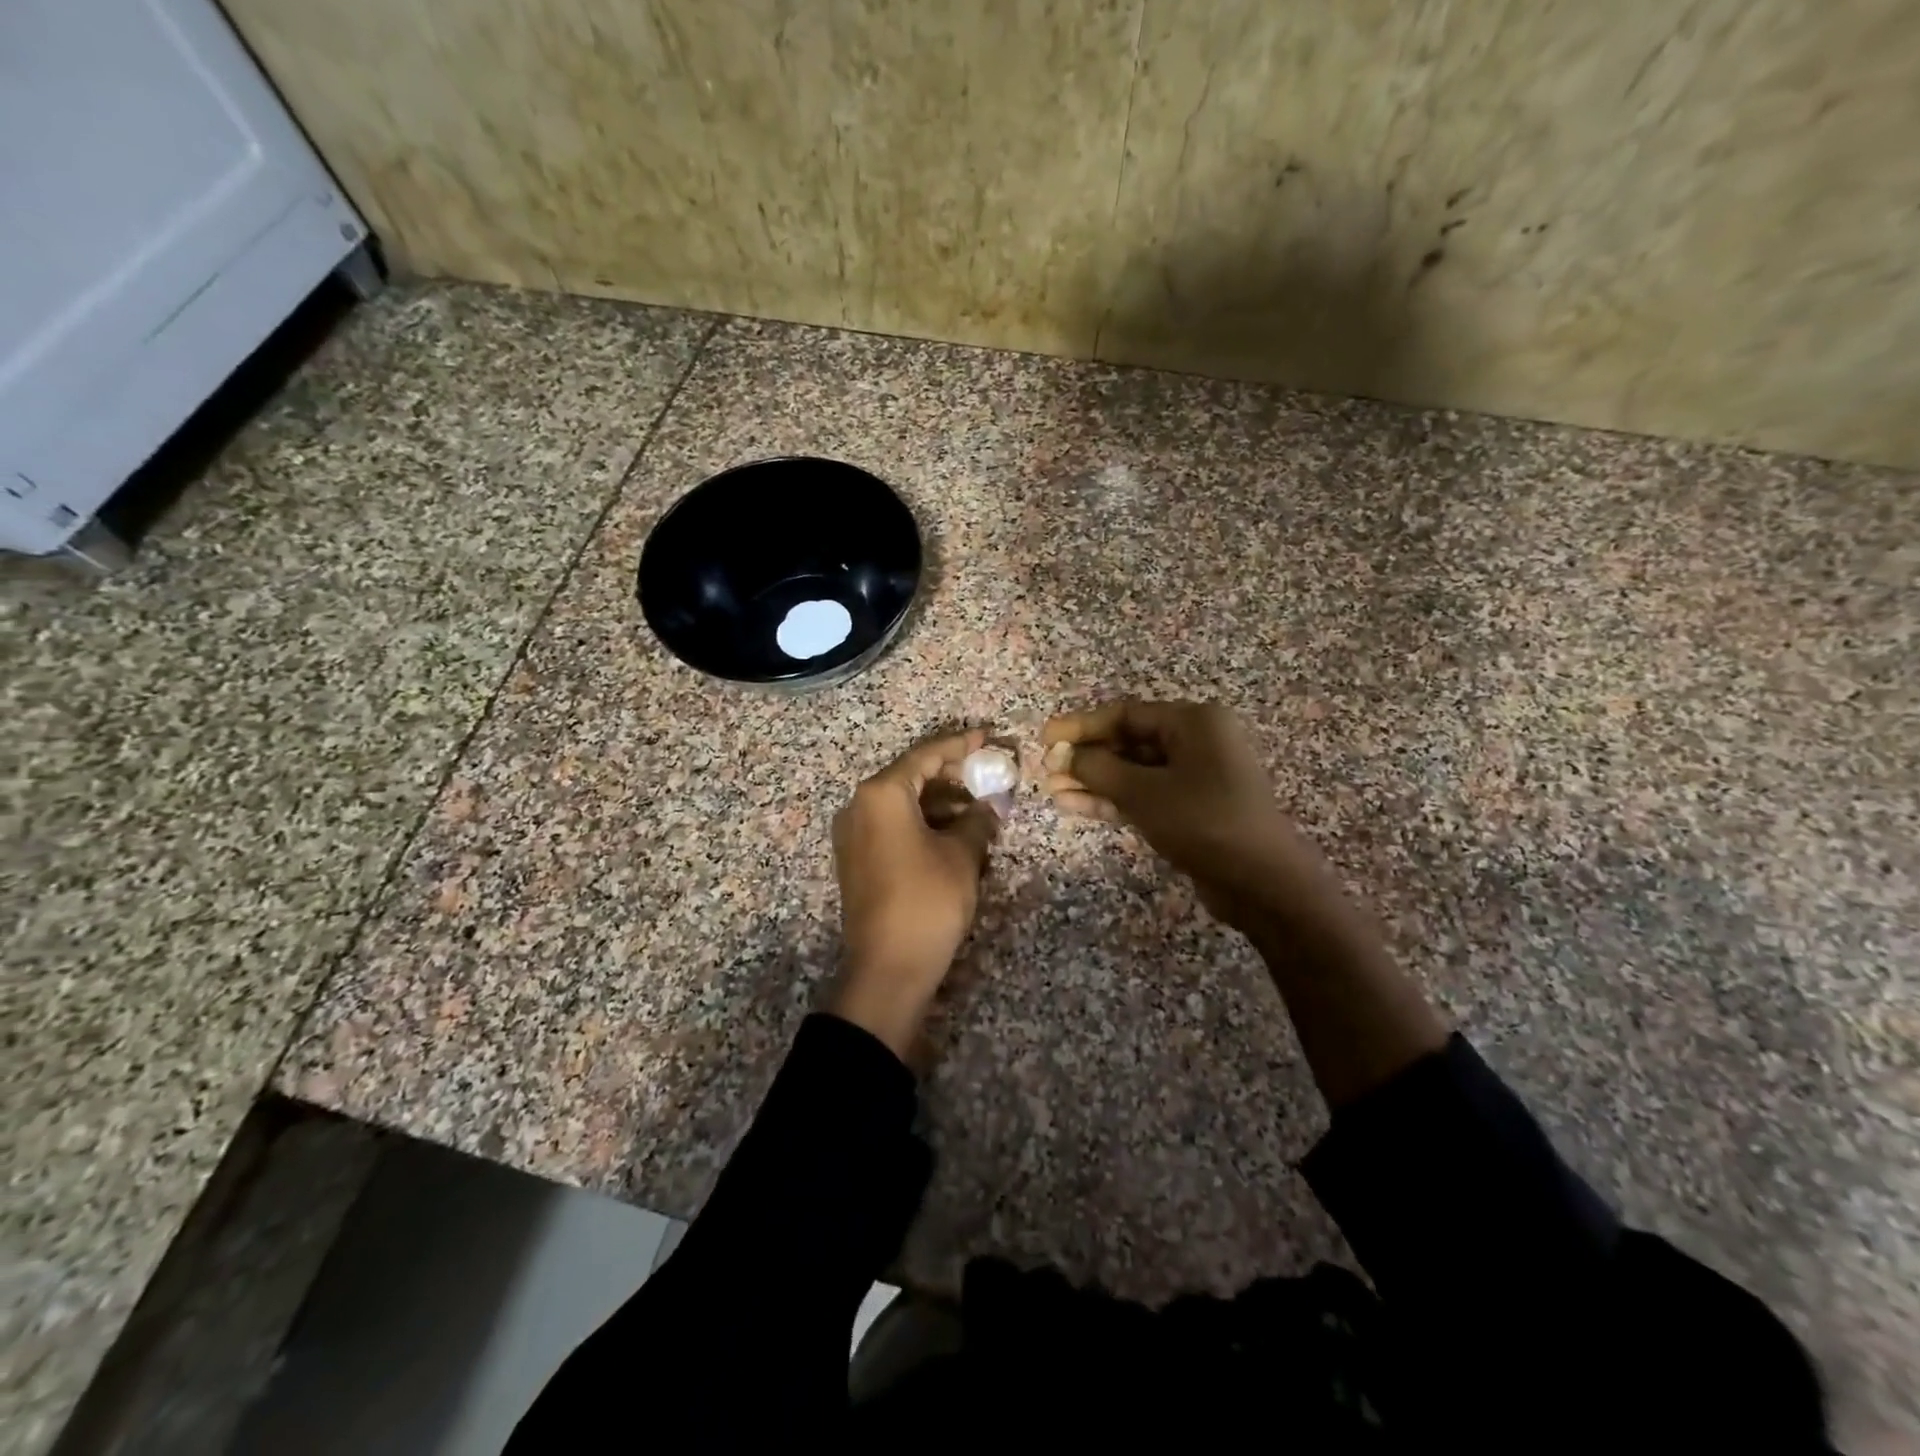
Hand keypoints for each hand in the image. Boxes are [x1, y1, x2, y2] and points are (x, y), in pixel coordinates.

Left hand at [828, 727, 1000, 1058]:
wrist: (887, 969)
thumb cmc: (927, 901)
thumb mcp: (961, 856)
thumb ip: (977, 820)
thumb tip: (989, 806)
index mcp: (881, 794)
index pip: (926, 755)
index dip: (961, 745)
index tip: (989, 738)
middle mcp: (859, 806)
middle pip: (911, 776)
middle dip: (952, 775)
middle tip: (989, 774)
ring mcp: (854, 834)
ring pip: (903, 803)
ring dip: (940, 802)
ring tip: (980, 807)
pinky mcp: (857, 859)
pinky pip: (893, 826)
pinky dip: (923, 822)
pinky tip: (955, 832)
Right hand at [1041, 700, 1346, 937]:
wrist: (1261, 882)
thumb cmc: (1203, 822)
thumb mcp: (1144, 792)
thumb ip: (1098, 769)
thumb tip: (1062, 755)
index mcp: (1193, 722)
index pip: (1125, 714)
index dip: (1081, 725)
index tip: (1045, 737)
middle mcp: (1196, 742)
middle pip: (1128, 741)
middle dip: (1086, 757)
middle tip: (1046, 769)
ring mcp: (1195, 777)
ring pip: (1133, 772)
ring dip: (1094, 781)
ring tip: (1052, 790)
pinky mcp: (1190, 809)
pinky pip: (1144, 795)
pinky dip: (1112, 800)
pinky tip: (1073, 805)